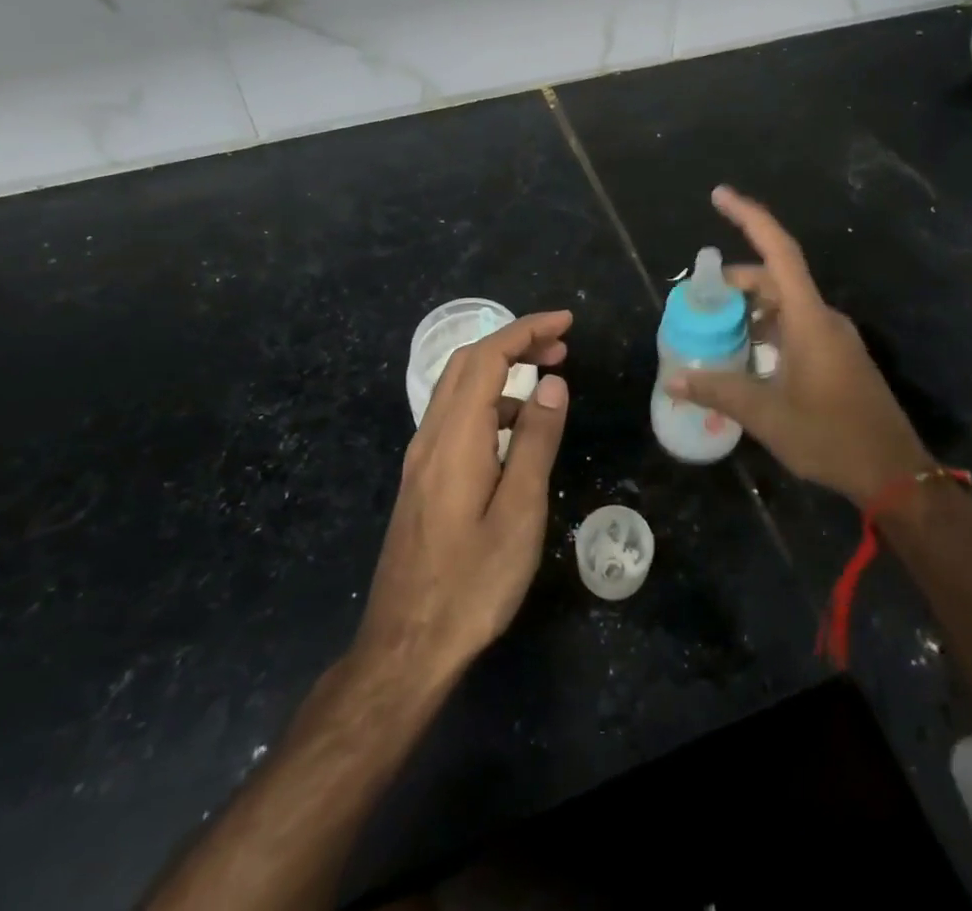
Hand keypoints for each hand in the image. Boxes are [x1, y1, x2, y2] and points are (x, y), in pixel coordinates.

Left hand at [356, 311, 572, 683]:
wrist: (405, 648)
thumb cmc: (471, 583)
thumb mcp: (519, 512)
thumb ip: (535, 441)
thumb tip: (552, 384)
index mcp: (455, 438)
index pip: (487, 358)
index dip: (526, 330)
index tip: (566, 323)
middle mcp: (431, 437)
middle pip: (467, 364)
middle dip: (514, 342)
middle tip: (561, 347)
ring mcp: (421, 459)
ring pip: (458, 390)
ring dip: (500, 372)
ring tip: (546, 383)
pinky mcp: (422, 481)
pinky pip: (455, 419)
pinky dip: (488, 403)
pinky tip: (514, 431)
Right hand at [668, 189, 931, 506]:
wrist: (893, 473)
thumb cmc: (831, 436)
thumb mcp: (767, 415)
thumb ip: (719, 391)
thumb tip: (673, 379)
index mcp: (809, 318)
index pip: (778, 251)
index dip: (749, 217)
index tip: (719, 195)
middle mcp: (823, 318)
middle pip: (775, 278)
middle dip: (735, 281)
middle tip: (698, 298)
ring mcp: (833, 337)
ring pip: (785, 305)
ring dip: (750, 309)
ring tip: (715, 329)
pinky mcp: (837, 357)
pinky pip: (796, 326)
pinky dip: (767, 329)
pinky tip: (746, 355)